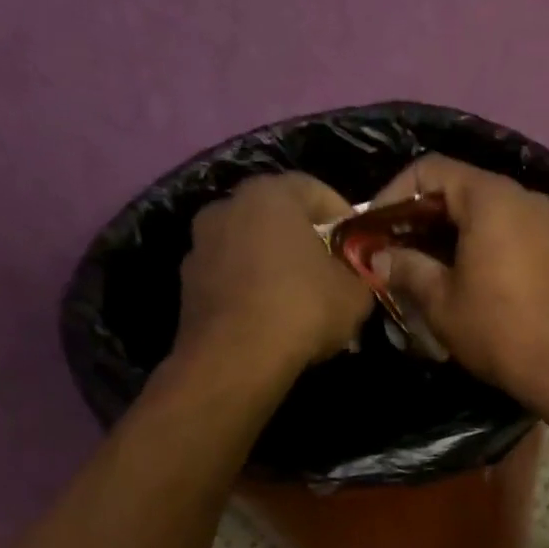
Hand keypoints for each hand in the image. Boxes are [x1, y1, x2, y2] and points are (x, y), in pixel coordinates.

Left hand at [172, 173, 373, 374]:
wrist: (235, 359)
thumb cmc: (302, 309)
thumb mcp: (355, 294)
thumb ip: (360, 274)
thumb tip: (357, 276)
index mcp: (270, 195)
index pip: (315, 189)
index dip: (343, 216)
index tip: (359, 246)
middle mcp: (227, 207)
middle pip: (278, 217)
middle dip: (306, 241)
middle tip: (332, 272)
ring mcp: (201, 245)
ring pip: (252, 248)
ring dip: (276, 266)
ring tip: (301, 302)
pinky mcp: (188, 284)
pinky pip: (232, 278)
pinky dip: (252, 290)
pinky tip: (273, 320)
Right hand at [368, 156, 548, 400]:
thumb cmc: (499, 329)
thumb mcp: (441, 301)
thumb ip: (407, 268)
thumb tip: (380, 257)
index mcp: (491, 197)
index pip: (431, 169)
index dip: (393, 194)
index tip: (372, 229)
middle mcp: (522, 197)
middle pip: (459, 188)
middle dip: (419, 217)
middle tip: (390, 250)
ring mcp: (545, 223)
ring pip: (484, 212)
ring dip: (447, 233)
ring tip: (419, 267)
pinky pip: (507, 232)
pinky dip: (477, 244)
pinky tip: (458, 277)